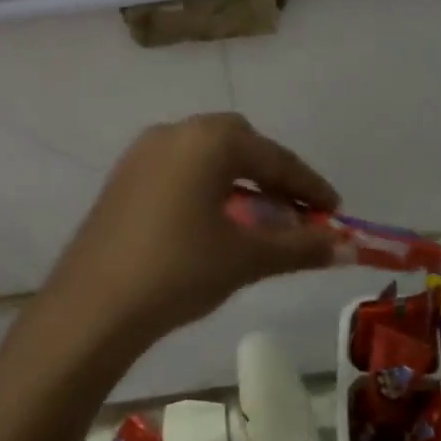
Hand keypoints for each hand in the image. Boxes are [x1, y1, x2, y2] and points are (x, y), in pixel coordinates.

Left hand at [45, 114, 341, 351]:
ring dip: (240, 181)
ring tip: (260, 219)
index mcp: (209, 140)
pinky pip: (179, 171)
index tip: (335, 211)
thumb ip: (300, 246)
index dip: (309, 186)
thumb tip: (347, 247)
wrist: (93, 307)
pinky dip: (207, 188)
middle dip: (273, 175)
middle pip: (240, 144)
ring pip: (207, 157)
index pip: (275, 158)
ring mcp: (143, 154)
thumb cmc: (179, 271)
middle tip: (295, 211)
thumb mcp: (247, 258)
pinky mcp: (124, 179)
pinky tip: (215, 222)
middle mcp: (175, 133)